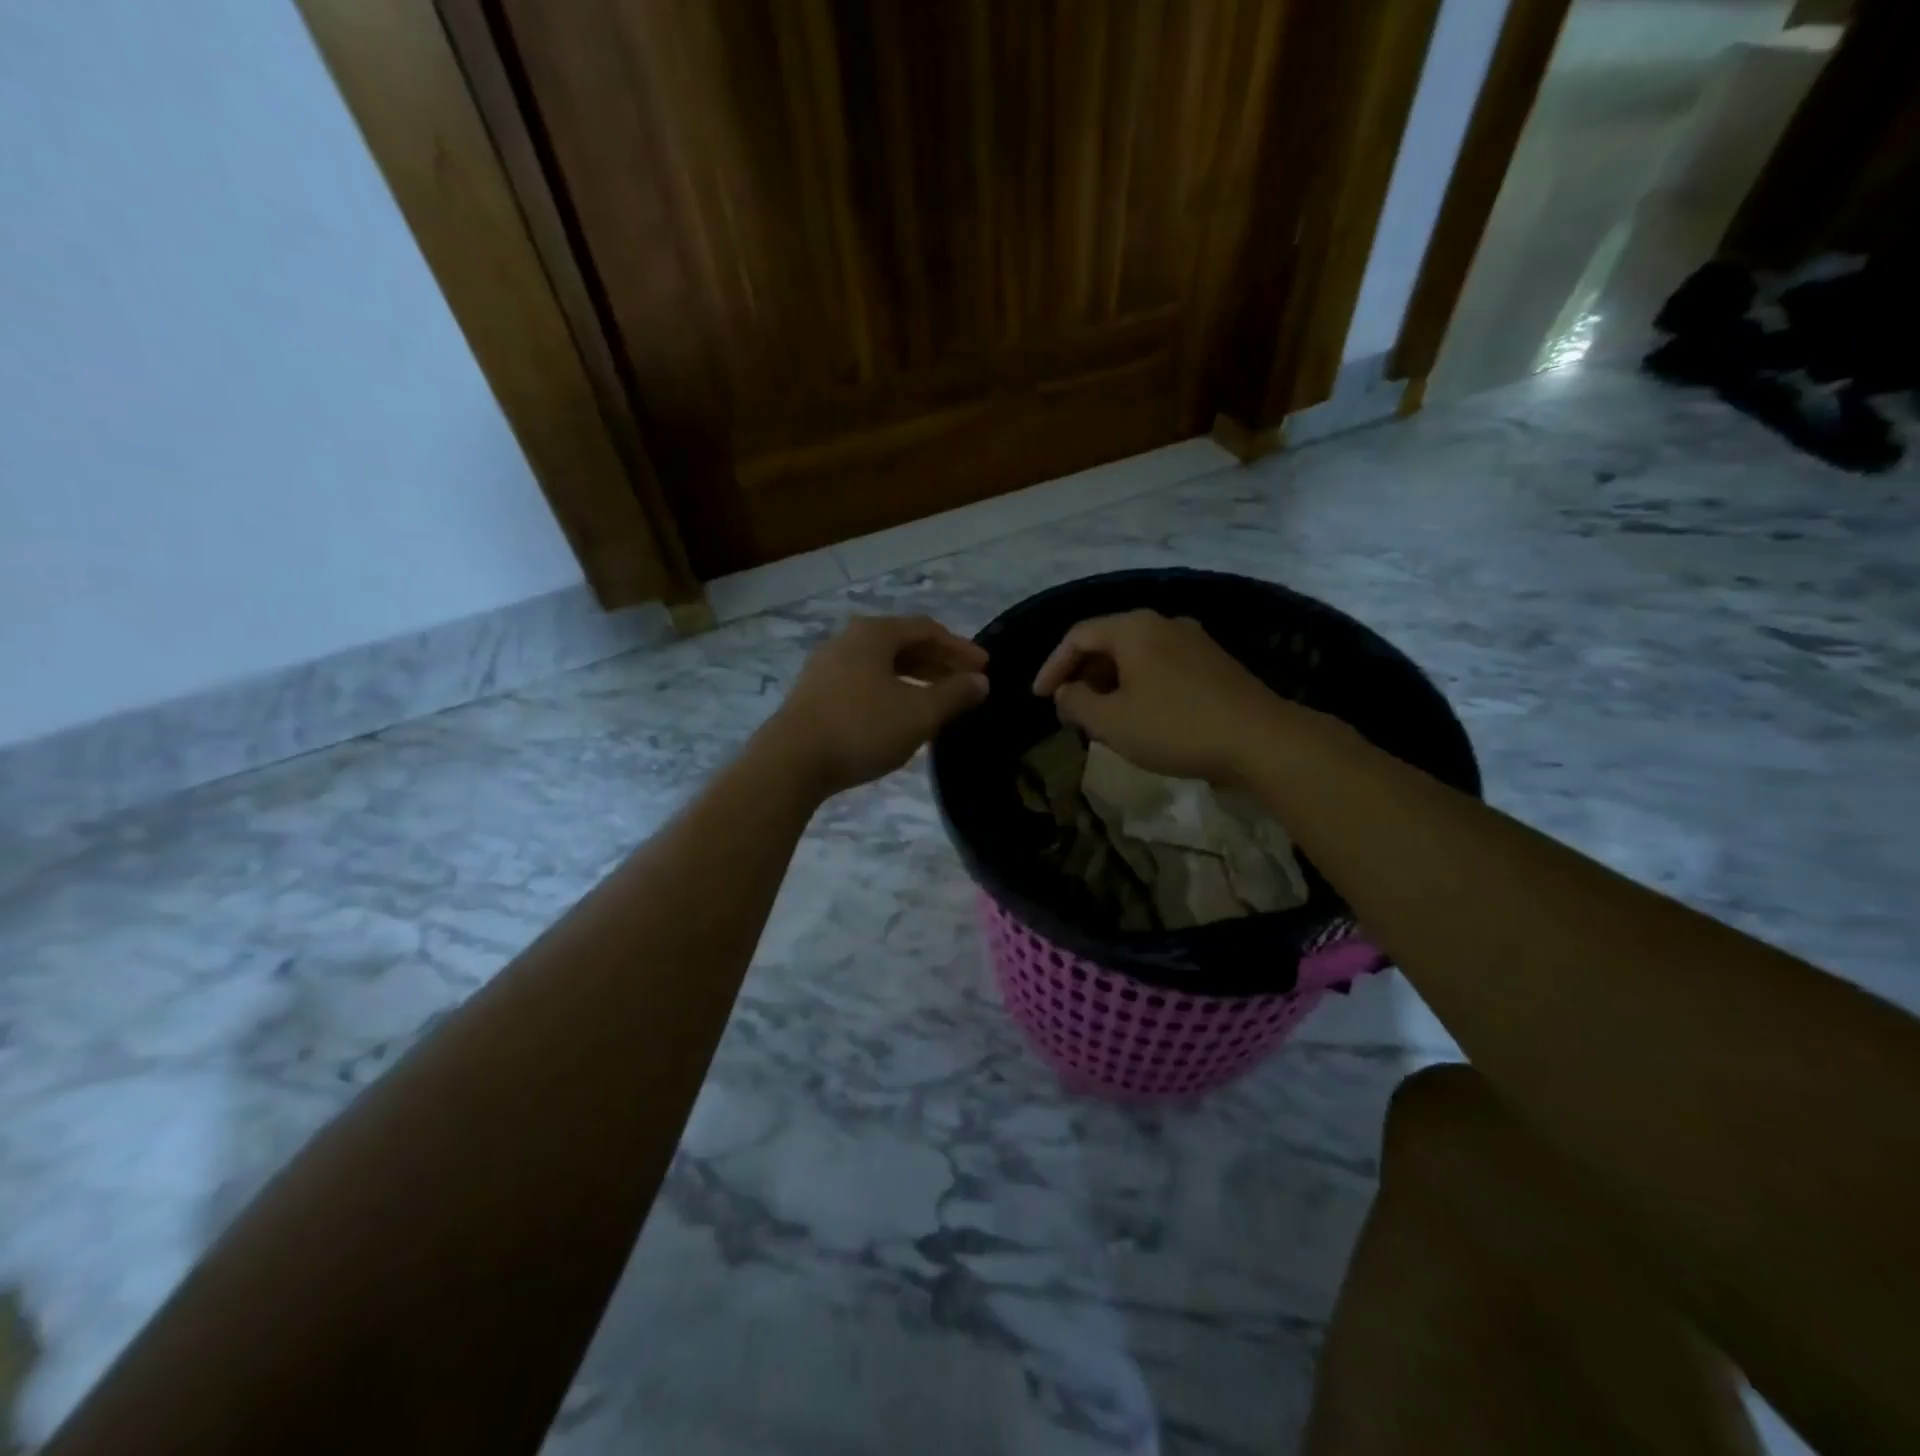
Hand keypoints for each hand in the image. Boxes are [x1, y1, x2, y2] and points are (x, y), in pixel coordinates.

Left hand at [770, 616, 988, 796]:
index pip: (927, 629)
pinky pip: (864, 682)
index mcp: (873, 634)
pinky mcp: (815, 694)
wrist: (791, 762)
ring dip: (915, 678)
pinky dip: (891, 691)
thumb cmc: (862, 728)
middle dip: (938, 662)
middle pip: (903, 644)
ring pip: (882, 665)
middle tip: (967, 683)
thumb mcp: (918, 713)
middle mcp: (847, 641)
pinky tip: (901, 714)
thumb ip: (954, 694)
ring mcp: (826, 667)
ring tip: (939, 700)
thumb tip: (980, 681)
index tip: (985, 666)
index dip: (959, 647)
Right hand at [1031, 610, 1295, 783]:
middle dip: (1081, 675)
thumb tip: (1065, 692)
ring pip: (1136, 655)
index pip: (1078, 636)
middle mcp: (1163, 623)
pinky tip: (1139, 715)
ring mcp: (1193, 640)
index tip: (1039, 698)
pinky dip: (1138, 685)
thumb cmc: (1175, 727)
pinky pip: (1160, 665)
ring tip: (1100, 716)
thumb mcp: (1111, 721)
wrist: (1261, 740)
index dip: (1052, 666)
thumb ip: (1076, 703)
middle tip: (1068, 709)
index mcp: (1134, 628)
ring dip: (1110, 682)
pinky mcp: (1214, 663)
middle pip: (1108, 641)